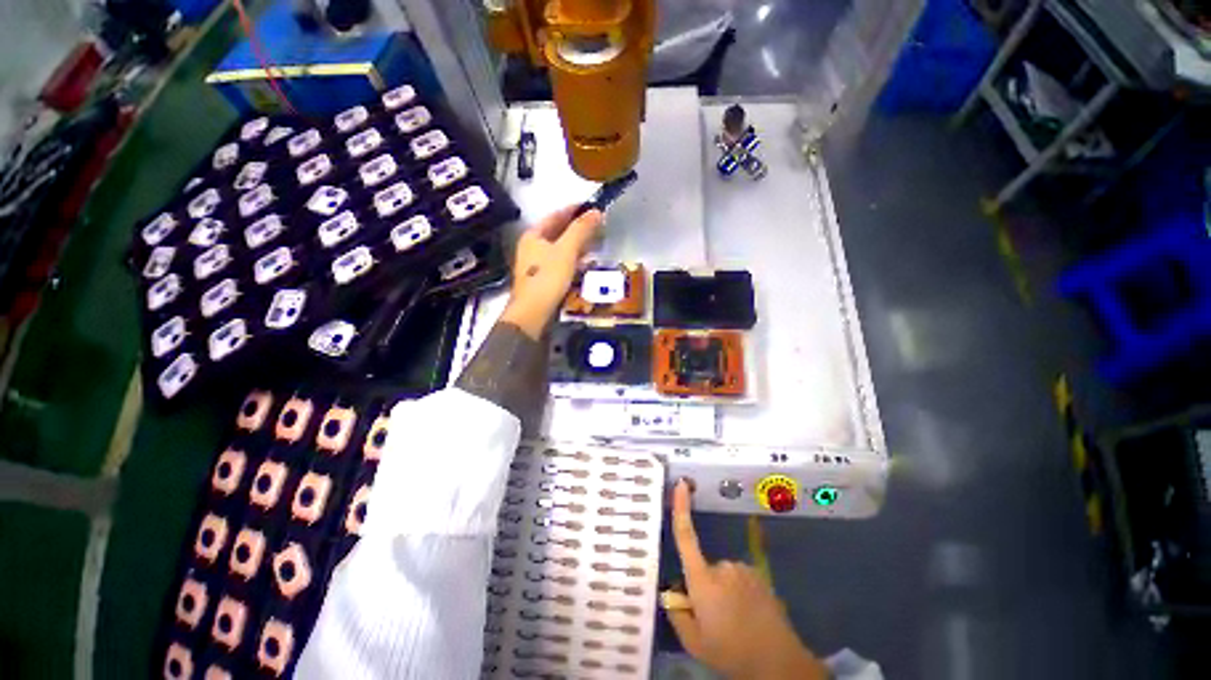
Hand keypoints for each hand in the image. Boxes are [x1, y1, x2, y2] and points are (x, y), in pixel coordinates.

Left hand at [499, 205, 601, 339]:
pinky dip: (573, 260)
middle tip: (597, 226)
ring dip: (577, 245)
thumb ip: (581, 230)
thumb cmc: (548, 277)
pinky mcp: (542, 279)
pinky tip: (584, 263)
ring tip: (595, 243)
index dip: (574, 209)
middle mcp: (532, 247)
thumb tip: (596, 211)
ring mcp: (535, 264)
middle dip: (577, 228)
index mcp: (533, 235)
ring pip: (559, 248)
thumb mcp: (566, 250)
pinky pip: (560, 262)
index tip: (592, 206)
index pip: (556, 215)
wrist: (533, 312)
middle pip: (557, 232)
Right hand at [667, 481, 827, 679]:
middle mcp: (723, 566)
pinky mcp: (760, 575)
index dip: (682, 509)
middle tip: (714, 619)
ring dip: (725, 592)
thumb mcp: (694, 643)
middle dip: (706, 587)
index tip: (682, 484)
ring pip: (724, 576)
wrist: (778, 663)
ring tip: (735, 622)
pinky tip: (749, 617)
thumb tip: (670, 594)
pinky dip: (740, 594)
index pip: (686, 537)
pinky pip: (741, 579)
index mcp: (703, 580)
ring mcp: (744, 569)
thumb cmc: (730, 652)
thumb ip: (677, 615)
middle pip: (705, 569)